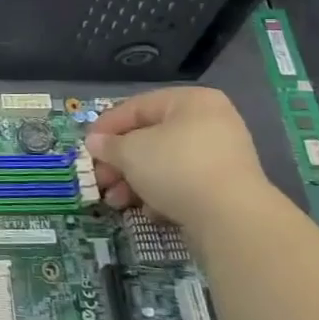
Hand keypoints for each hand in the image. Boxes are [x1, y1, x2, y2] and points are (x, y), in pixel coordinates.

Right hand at [86, 87, 268, 229]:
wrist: (231, 218)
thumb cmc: (176, 167)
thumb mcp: (131, 151)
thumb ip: (109, 145)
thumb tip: (94, 143)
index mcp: (191, 101)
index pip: (138, 107)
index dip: (107, 126)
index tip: (87, 146)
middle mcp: (210, 123)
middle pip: (151, 139)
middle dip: (120, 162)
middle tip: (99, 180)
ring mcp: (221, 157)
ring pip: (165, 165)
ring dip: (135, 182)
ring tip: (116, 202)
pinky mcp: (225, 190)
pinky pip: (183, 185)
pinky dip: (162, 196)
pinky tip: (149, 212)